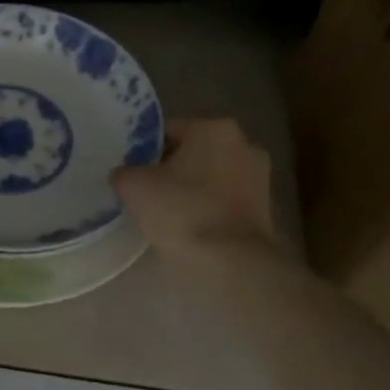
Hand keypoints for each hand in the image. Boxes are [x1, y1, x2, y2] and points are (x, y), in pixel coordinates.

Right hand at [111, 117, 278, 271]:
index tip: (132, 172)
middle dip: (171, 167)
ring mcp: (259, 176)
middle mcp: (243, 143)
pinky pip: (225, 199)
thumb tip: (125, 174)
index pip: (168, 130)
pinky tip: (191, 226)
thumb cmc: (182, 211)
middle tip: (147, 191)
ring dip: (192, 188)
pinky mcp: (265, 208)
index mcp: (213, 127)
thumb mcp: (133, 185)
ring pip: (211, 176)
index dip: (145, 150)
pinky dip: (209, 207)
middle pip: (193, 152)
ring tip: (168, 212)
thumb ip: (124, 171)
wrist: (231, 262)